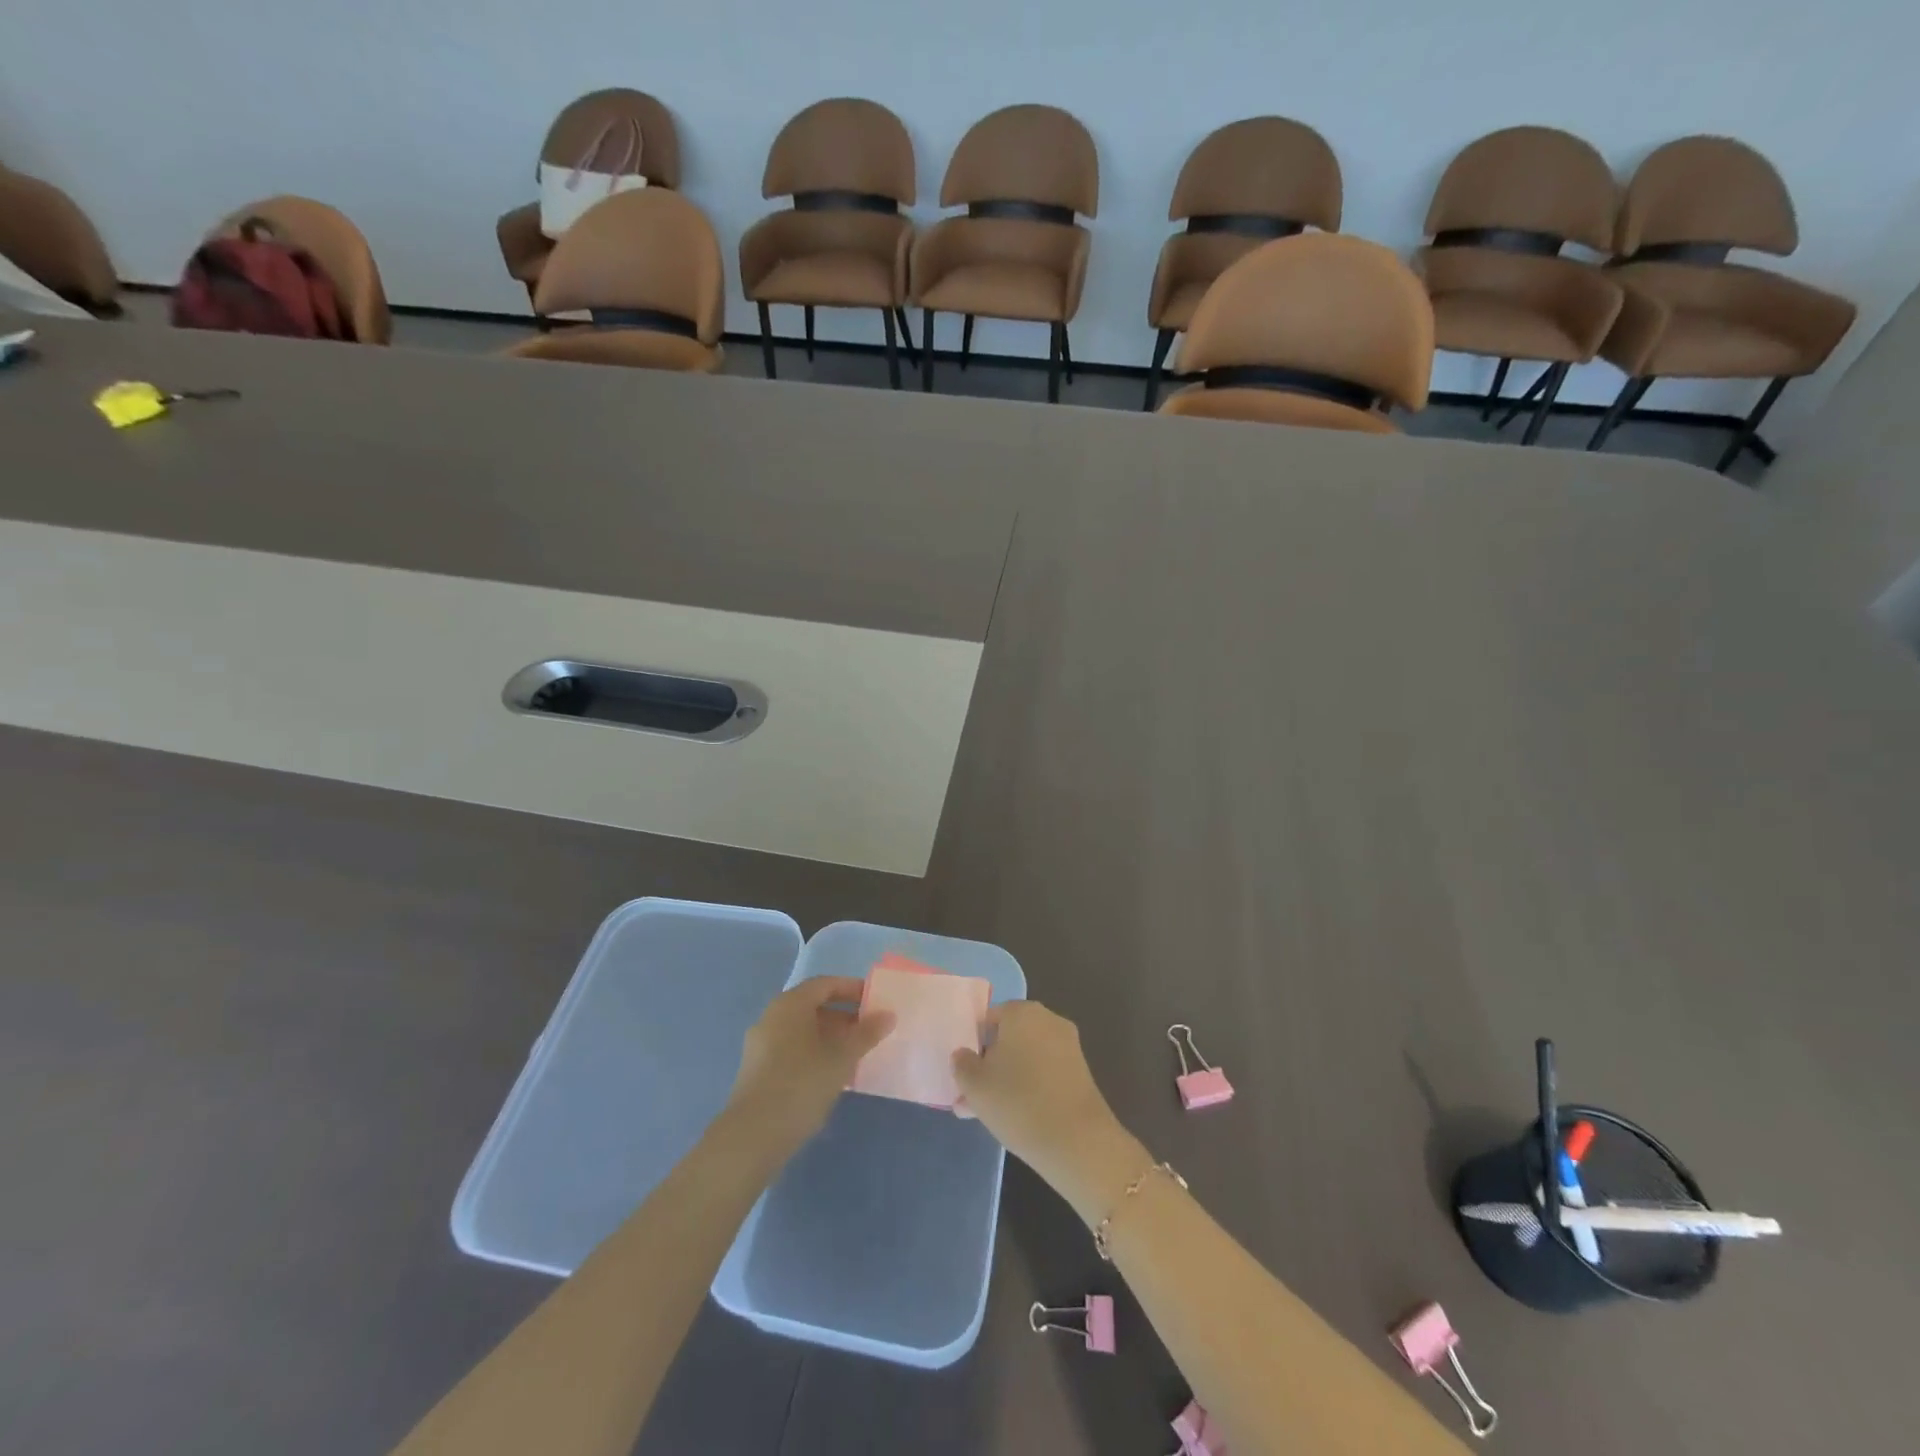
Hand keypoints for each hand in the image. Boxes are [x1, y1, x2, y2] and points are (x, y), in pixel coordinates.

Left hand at [726, 978, 893, 1158]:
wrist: (753, 1136)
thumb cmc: (802, 1084)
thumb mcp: (841, 1057)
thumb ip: (866, 1033)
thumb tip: (888, 1015)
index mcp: (790, 1005)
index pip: (825, 984)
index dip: (852, 989)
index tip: (875, 1002)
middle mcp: (772, 1017)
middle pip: (813, 1007)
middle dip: (844, 1016)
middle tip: (870, 1031)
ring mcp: (761, 1045)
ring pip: (803, 1031)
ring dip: (831, 1038)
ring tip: (857, 1055)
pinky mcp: (758, 1071)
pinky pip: (793, 1050)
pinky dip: (815, 1054)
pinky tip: (833, 1076)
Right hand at [952, 1000, 1146, 1225]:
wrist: (1077, 1141)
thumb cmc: (1018, 1102)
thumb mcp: (975, 1085)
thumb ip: (962, 1064)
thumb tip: (963, 1054)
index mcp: (1021, 1012)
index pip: (988, 1019)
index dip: (973, 1045)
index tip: (965, 1075)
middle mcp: (1047, 1019)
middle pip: (1008, 1038)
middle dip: (990, 1065)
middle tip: (973, 1097)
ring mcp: (1067, 1044)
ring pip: (1026, 1058)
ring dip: (1008, 1079)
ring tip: (989, 1114)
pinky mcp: (1080, 1070)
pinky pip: (1044, 1072)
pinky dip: (1030, 1087)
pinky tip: (1017, 1116)